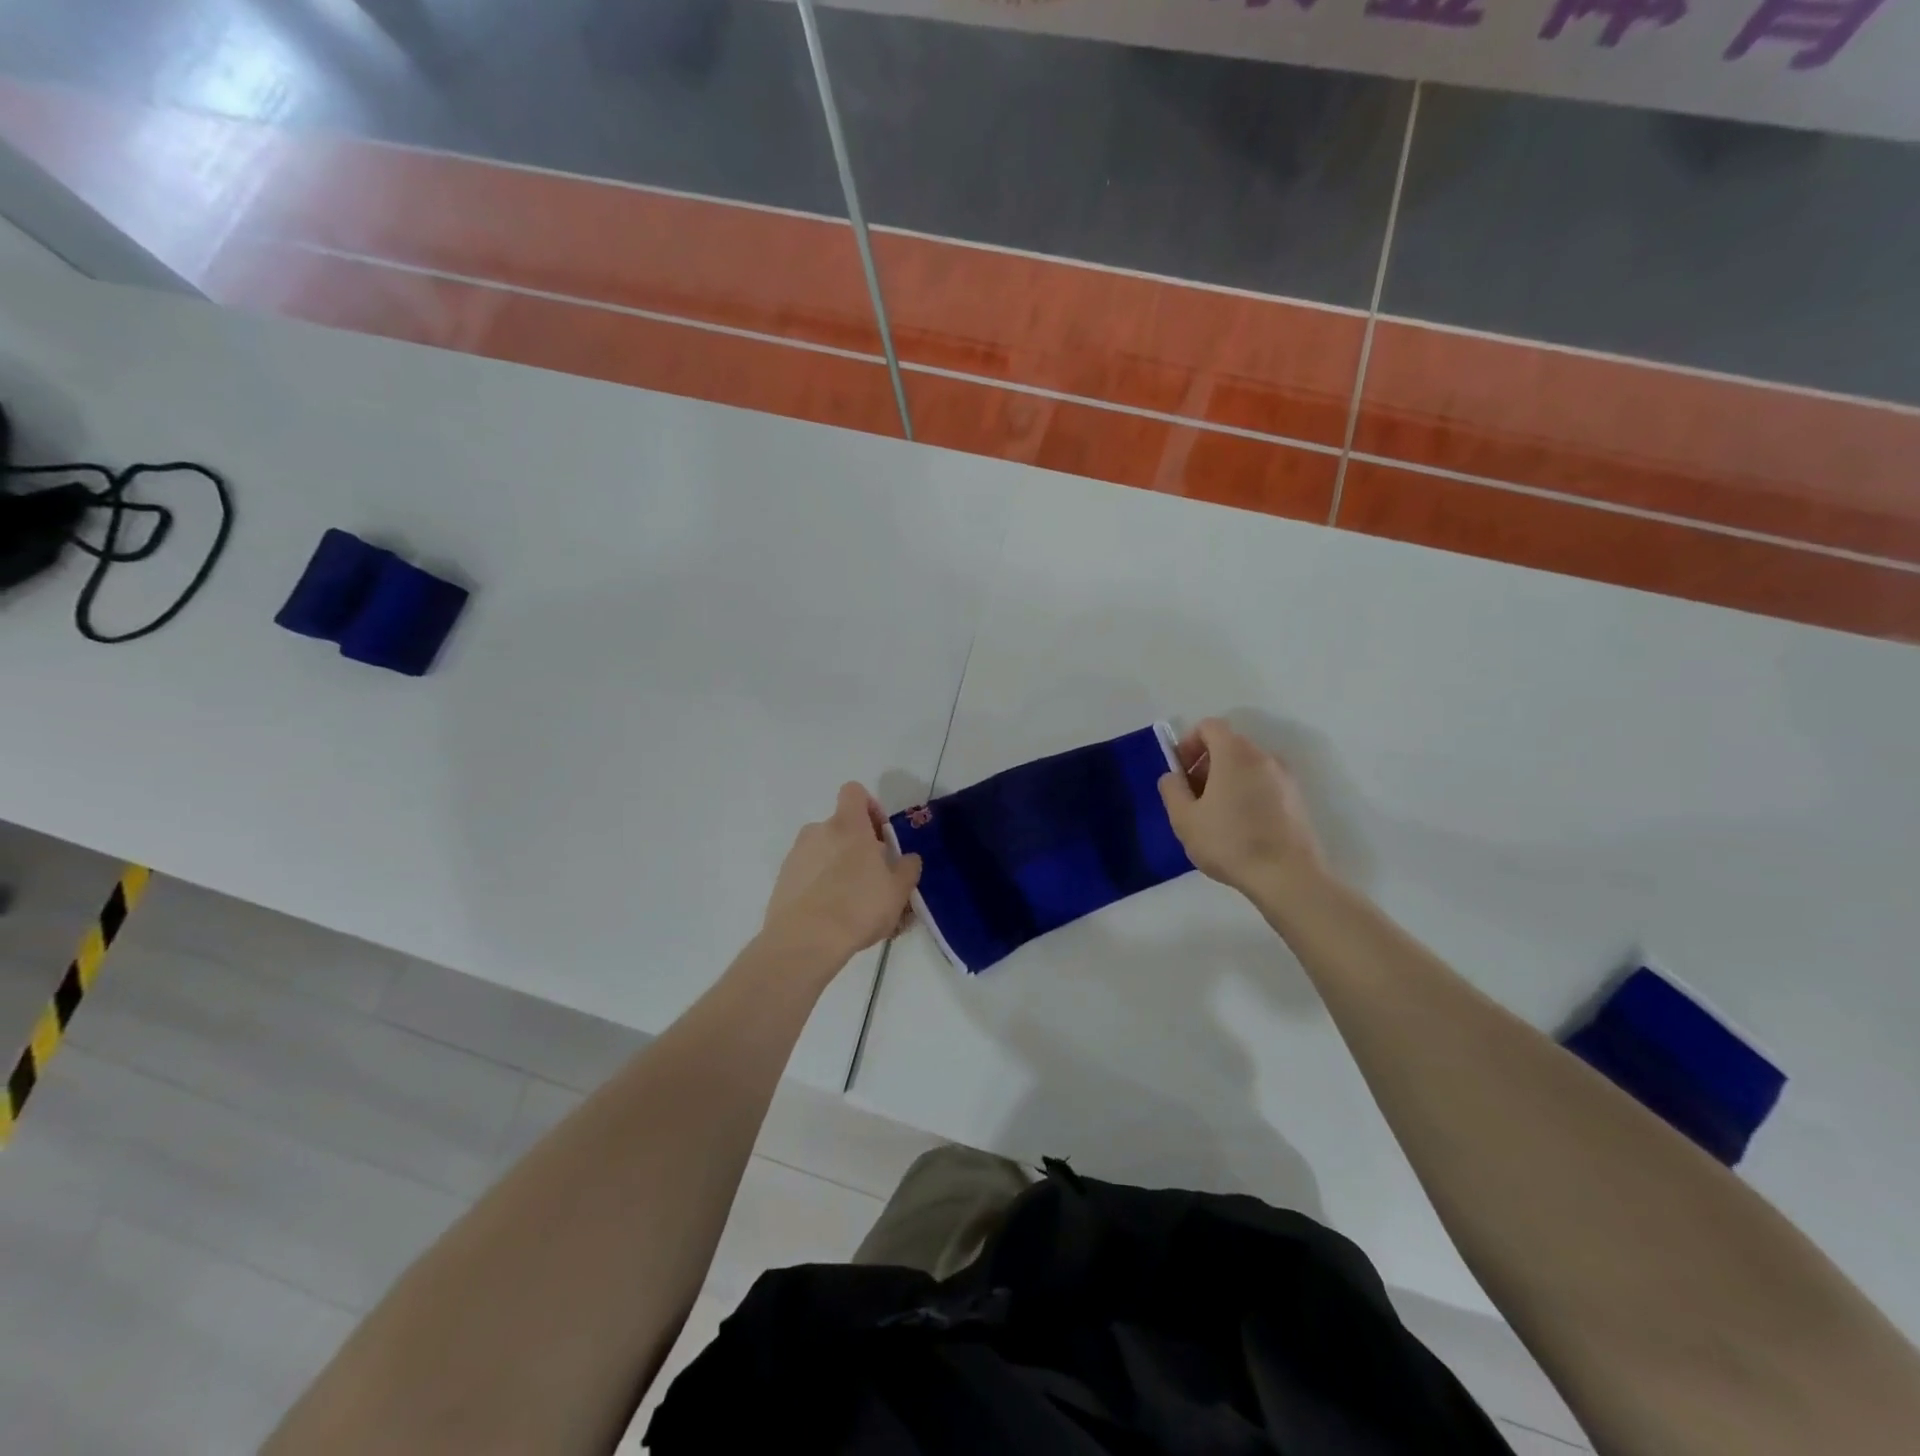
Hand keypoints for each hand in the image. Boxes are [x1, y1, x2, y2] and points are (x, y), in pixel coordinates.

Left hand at [759, 783, 921, 971]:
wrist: (805, 941)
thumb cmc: (859, 907)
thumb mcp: (898, 891)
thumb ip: (908, 868)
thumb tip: (908, 858)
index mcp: (848, 825)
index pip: (854, 792)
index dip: (869, 807)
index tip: (880, 834)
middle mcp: (818, 831)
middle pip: (840, 827)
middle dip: (856, 846)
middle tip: (872, 877)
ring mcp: (796, 855)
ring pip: (823, 851)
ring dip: (837, 866)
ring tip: (851, 901)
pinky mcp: (782, 880)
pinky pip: (807, 873)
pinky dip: (818, 885)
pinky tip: (830, 914)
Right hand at [1159, 718, 1326, 902]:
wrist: (1287, 877)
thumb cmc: (1229, 843)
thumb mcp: (1184, 818)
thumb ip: (1172, 789)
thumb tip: (1174, 776)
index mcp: (1235, 754)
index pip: (1209, 726)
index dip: (1189, 743)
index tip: (1180, 772)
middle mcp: (1264, 757)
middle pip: (1229, 745)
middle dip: (1205, 764)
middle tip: (1192, 797)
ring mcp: (1285, 778)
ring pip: (1247, 766)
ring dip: (1226, 780)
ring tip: (1215, 816)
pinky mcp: (1297, 800)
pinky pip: (1264, 784)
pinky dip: (1246, 793)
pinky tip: (1239, 828)